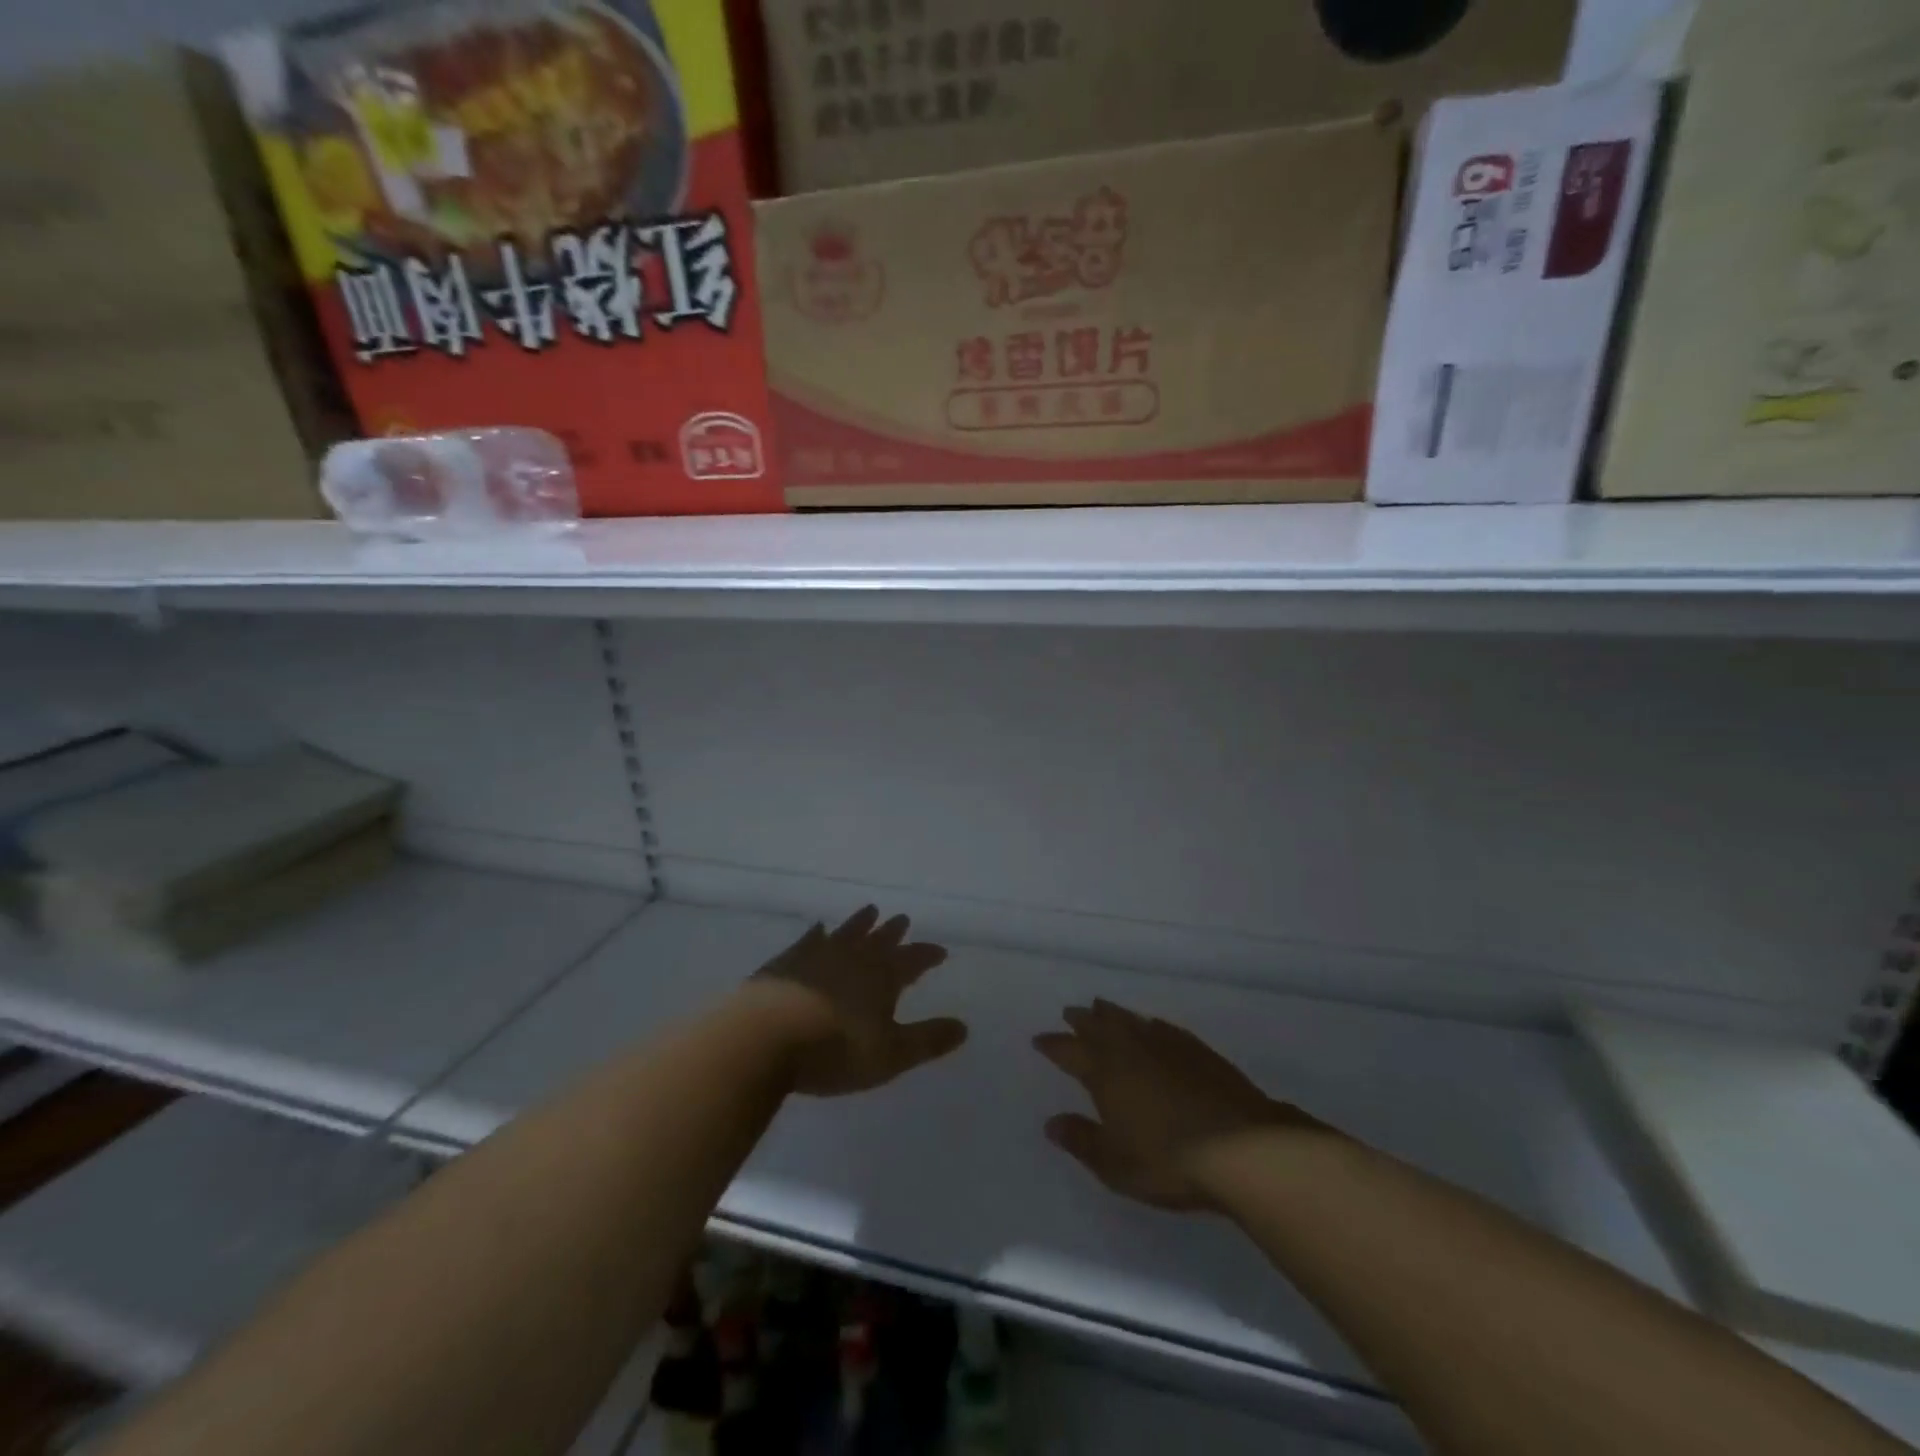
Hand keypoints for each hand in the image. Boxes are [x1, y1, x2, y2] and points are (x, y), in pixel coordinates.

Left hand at [745, 906, 967, 1096]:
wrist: (764, 1037)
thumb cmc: (834, 1050)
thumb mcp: (890, 1055)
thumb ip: (927, 1040)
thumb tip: (964, 1028)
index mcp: (882, 977)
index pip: (912, 960)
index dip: (926, 956)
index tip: (940, 951)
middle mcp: (853, 957)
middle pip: (879, 940)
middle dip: (894, 932)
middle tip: (903, 919)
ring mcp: (817, 955)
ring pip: (847, 932)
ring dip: (861, 923)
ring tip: (870, 910)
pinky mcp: (786, 962)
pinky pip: (809, 940)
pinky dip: (818, 933)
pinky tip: (818, 928)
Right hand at [1035, 1000, 1316, 1210]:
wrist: (1242, 1148)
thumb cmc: (1169, 1160)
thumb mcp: (1115, 1163)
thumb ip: (1082, 1141)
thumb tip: (1051, 1123)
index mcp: (1106, 1073)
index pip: (1071, 1052)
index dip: (1054, 1045)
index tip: (1040, 1039)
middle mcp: (1132, 1050)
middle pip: (1100, 1027)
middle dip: (1082, 1019)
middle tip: (1070, 1011)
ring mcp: (1167, 1046)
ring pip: (1130, 1020)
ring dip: (1112, 1013)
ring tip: (1101, 1006)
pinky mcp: (1198, 1051)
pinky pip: (1163, 1027)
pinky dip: (1148, 1023)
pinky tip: (1151, 1024)